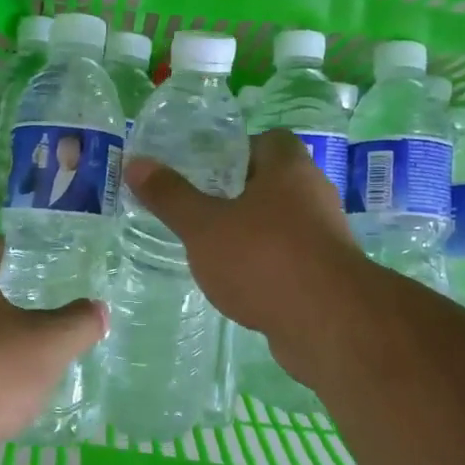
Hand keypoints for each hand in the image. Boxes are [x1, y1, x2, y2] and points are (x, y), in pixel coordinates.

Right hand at [124, 131, 372, 374]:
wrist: (329, 324)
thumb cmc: (263, 258)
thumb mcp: (204, 225)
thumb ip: (170, 196)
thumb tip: (136, 162)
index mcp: (289, 169)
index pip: (269, 140)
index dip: (237, 149)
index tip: (206, 169)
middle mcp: (314, 195)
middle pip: (274, 182)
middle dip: (239, 193)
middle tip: (200, 207)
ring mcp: (325, 238)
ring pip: (282, 224)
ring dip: (253, 233)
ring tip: (212, 248)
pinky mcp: (327, 276)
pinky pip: (290, 259)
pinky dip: (267, 266)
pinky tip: (238, 284)